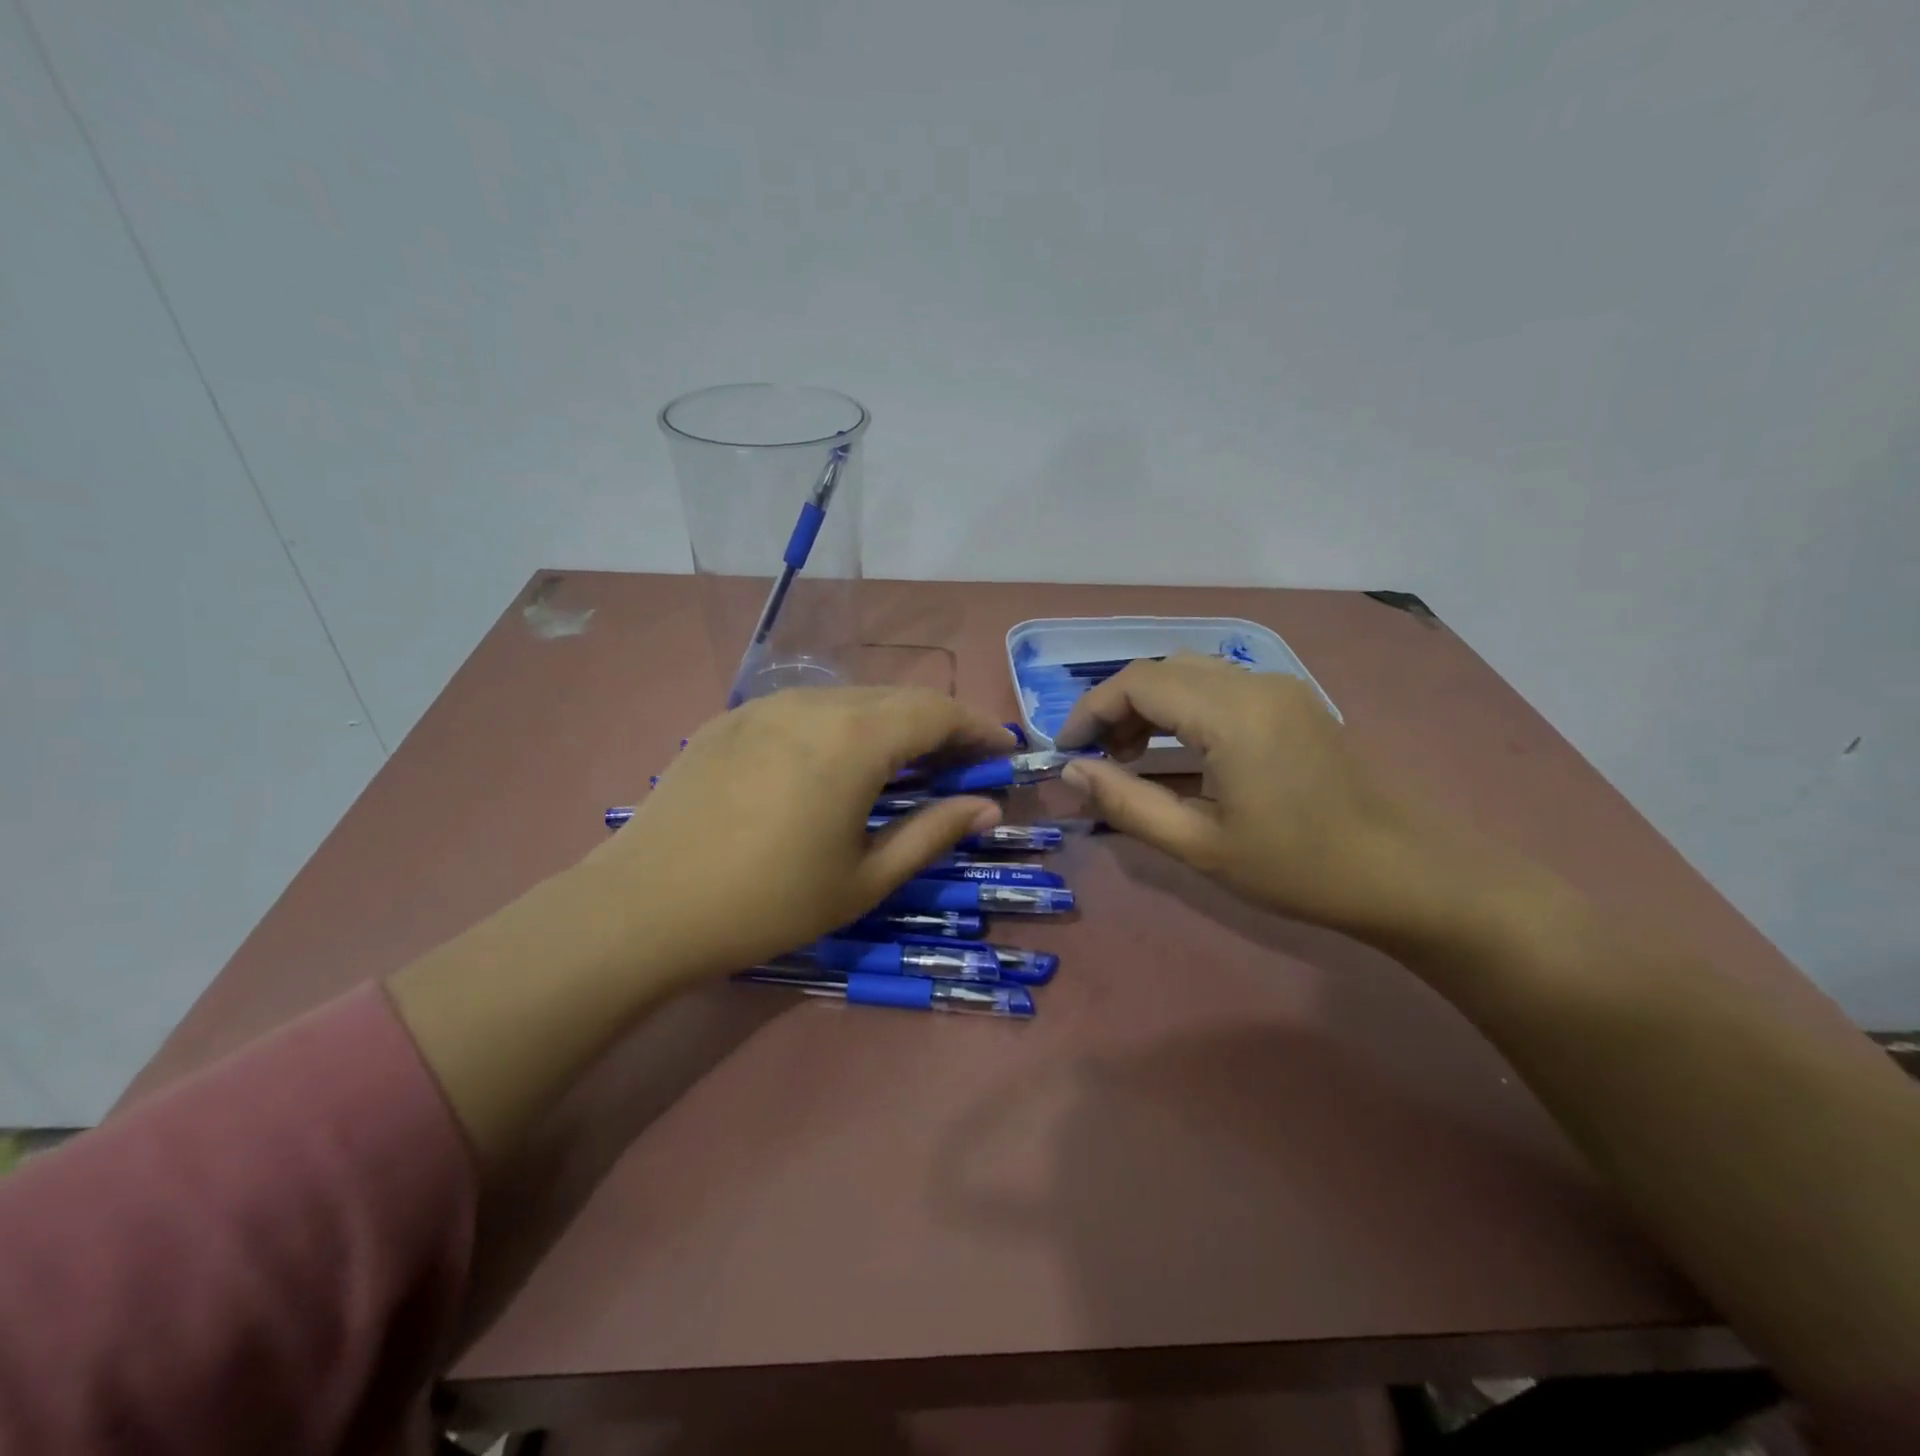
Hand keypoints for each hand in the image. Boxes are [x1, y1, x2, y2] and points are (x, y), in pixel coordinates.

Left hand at [582, 688, 1014, 983]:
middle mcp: (812, 702)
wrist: (643, 908)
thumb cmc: (767, 903)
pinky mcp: (729, 718)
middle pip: (896, 698)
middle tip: (959, 766)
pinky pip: (803, 709)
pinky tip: (832, 766)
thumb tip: (986, 807)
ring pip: (849, 699)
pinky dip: (839, 726)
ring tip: (901, 767)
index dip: (978, 727)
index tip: (1003, 752)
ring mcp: (764, 705)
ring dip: (888, 724)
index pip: (937, 711)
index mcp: (854, 737)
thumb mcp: (864, 879)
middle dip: (938, 726)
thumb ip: (932, 833)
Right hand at [1055, 655, 1507, 943]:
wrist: (1404, 874)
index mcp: (1230, 713)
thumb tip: (1071, 771)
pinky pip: (1220, 684)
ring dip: (1150, 705)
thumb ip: (1126, 803)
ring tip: (1133, 758)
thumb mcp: (1198, 845)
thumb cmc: (1296, 867)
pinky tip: (1181, 751)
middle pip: (1161, 669)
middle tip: (1100, 760)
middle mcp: (1254, 682)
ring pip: (1190, 672)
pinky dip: (1183, 707)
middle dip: (1118, 708)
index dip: (1090, 710)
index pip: (1137, 682)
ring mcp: (1279, 687)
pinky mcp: (1293, 700)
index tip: (1067, 751)